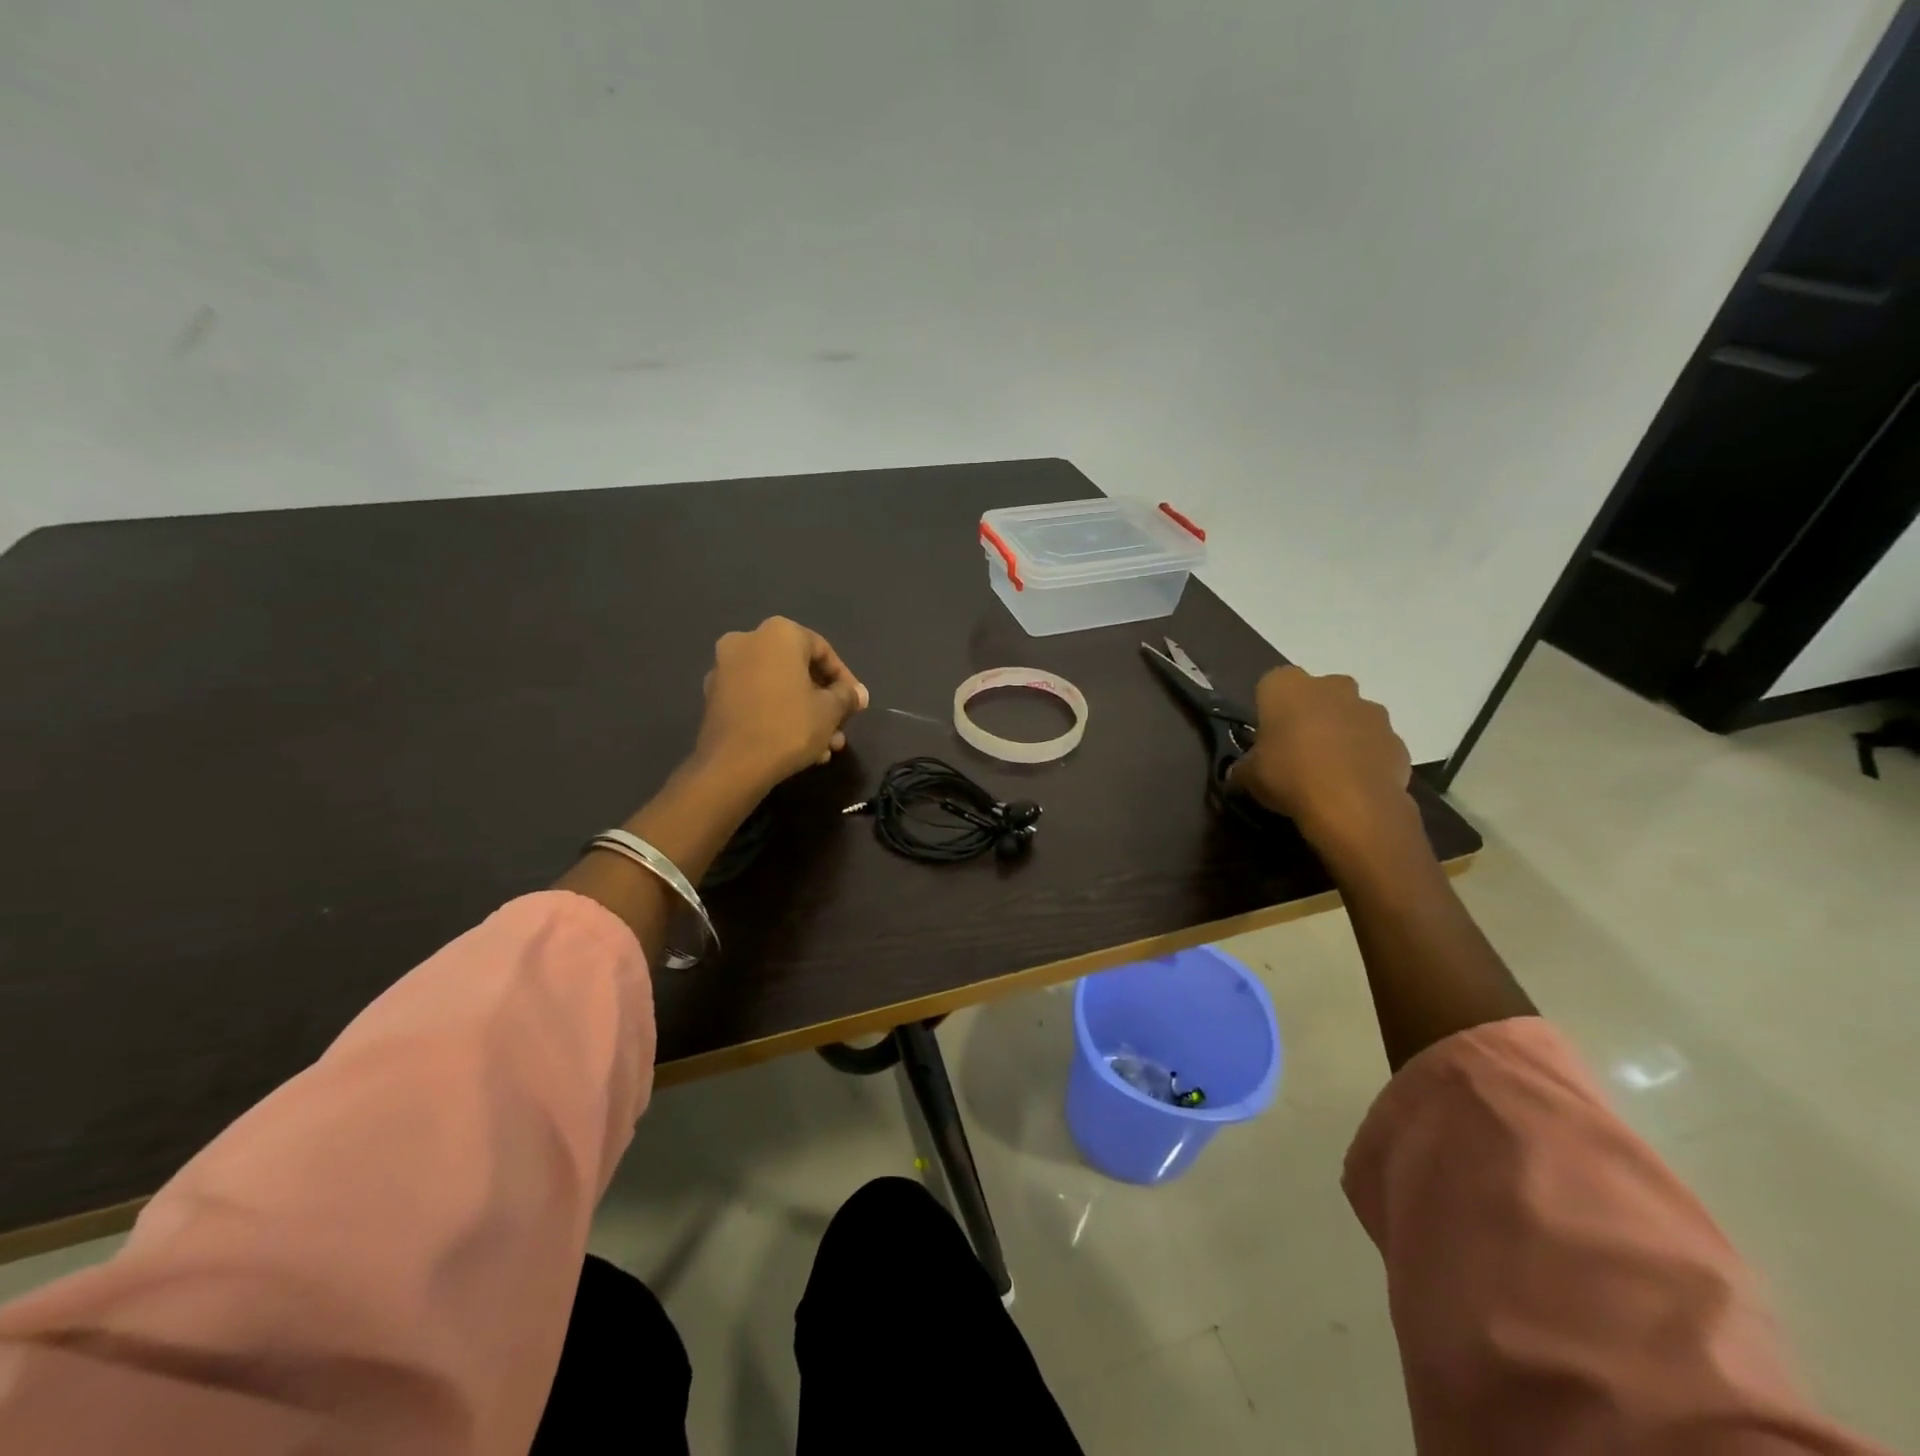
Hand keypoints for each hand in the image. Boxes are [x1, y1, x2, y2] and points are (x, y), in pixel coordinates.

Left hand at [693, 617, 868, 792]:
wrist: (732, 766)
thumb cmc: (789, 727)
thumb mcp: (830, 711)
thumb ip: (847, 696)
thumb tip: (858, 694)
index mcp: (778, 633)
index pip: (824, 651)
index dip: (845, 681)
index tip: (856, 706)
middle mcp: (747, 641)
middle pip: (799, 670)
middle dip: (824, 702)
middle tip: (840, 728)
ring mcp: (725, 669)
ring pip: (778, 688)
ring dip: (804, 713)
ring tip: (824, 747)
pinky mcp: (714, 697)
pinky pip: (756, 700)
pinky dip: (778, 716)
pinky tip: (797, 746)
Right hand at [1228, 666, 1415, 855]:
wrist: (1353, 805)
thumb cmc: (1289, 776)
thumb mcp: (1249, 776)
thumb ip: (1244, 767)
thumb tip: (1241, 771)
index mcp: (1287, 686)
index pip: (1271, 686)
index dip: (1269, 711)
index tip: (1267, 737)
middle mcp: (1331, 687)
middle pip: (1317, 694)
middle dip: (1310, 715)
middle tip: (1297, 750)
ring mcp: (1369, 711)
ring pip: (1350, 716)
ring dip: (1341, 735)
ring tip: (1328, 772)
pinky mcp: (1396, 739)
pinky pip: (1374, 744)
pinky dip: (1365, 758)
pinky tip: (1353, 785)